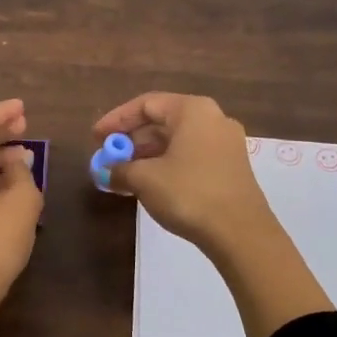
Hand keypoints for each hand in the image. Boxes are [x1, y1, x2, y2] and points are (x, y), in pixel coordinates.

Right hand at [93, 92, 271, 256]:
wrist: (240, 233)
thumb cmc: (189, 193)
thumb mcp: (144, 179)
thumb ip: (120, 169)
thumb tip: (107, 171)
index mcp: (192, 110)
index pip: (146, 104)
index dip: (116, 120)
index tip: (95, 138)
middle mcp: (213, 119)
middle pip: (162, 121)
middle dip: (131, 140)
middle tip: (108, 158)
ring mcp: (225, 144)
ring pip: (176, 141)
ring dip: (147, 155)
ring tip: (123, 175)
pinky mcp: (230, 167)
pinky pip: (190, 156)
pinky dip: (166, 165)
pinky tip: (149, 185)